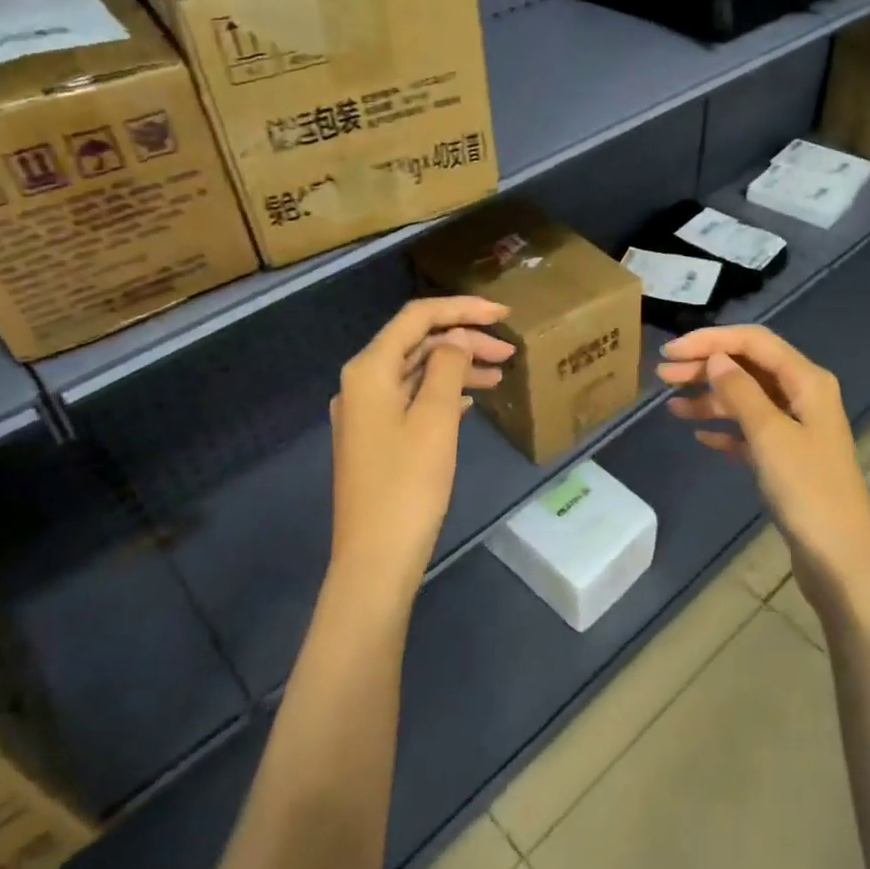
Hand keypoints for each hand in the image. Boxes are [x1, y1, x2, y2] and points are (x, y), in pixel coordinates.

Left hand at [330, 297, 513, 599]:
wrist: (376, 559)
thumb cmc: (409, 485)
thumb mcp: (436, 419)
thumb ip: (448, 367)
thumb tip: (456, 339)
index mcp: (369, 370)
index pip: (417, 318)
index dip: (463, 309)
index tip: (505, 315)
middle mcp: (361, 383)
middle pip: (417, 343)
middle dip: (464, 340)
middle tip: (509, 352)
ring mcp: (366, 413)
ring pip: (417, 372)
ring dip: (457, 367)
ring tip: (499, 375)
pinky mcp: (375, 438)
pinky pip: (412, 399)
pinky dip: (444, 393)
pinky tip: (472, 401)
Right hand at [658, 325, 869, 607]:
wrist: (838, 558)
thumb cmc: (806, 490)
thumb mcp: (769, 434)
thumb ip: (740, 391)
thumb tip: (717, 359)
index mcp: (807, 380)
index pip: (754, 341)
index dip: (711, 340)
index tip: (671, 352)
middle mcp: (804, 395)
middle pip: (749, 367)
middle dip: (705, 367)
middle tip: (662, 377)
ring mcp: (796, 427)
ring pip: (747, 399)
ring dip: (710, 398)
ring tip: (671, 407)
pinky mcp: (787, 457)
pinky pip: (750, 430)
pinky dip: (725, 428)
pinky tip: (699, 435)